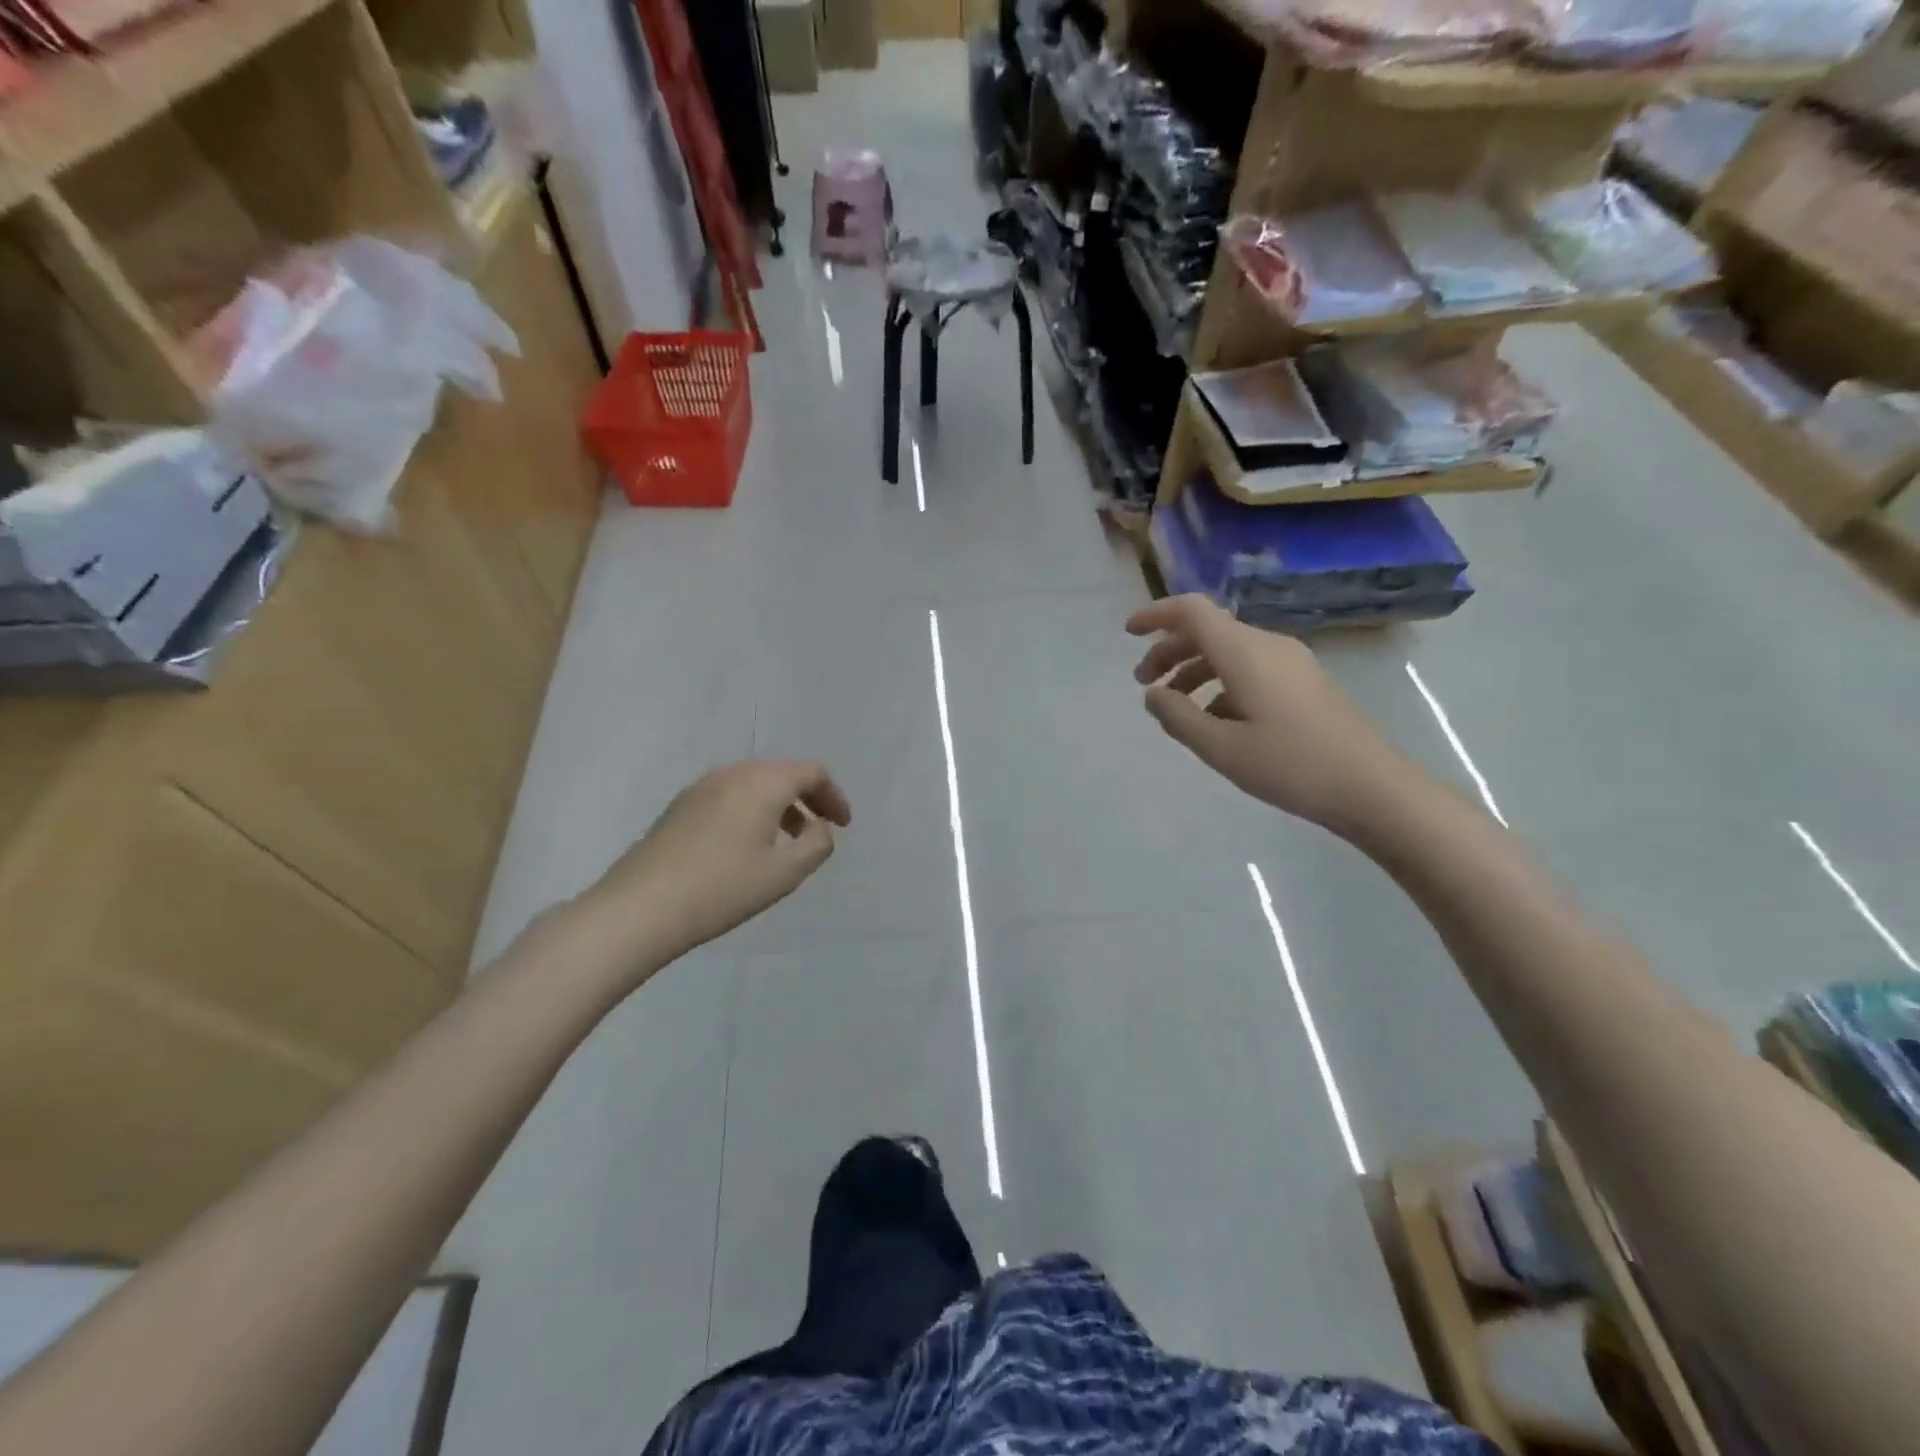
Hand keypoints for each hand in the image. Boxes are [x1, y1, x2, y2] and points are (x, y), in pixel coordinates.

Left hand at [571, 761, 851, 977]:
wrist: (639, 908)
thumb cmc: (722, 888)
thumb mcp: (785, 872)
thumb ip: (817, 843)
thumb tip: (817, 826)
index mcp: (762, 782)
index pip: (811, 773)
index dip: (834, 796)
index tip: (842, 826)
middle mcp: (732, 774)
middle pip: (781, 774)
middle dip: (806, 800)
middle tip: (817, 832)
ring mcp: (700, 788)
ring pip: (753, 785)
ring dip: (777, 807)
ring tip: (783, 844)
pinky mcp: (678, 807)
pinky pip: (728, 797)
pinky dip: (750, 812)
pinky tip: (744, 849)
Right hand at [1127, 595, 1406, 831]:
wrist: (1371, 787)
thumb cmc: (1290, 765)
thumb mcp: (1220, 748)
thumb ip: (1177, 717)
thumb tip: (1152, 694)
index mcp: (1244, 652)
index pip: (1192, 611)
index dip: (1156, 615)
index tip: (1128, 634)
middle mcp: (1267, 645)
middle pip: (1208, 630)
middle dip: (1169, 650)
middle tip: (1143, 683)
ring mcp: (1290, 663)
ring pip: (1229, 651)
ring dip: (1193, 669)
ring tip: (1174, 706)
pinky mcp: (1304, 683)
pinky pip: (1250, 668)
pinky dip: (1220, 683)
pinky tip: (1215, 721)